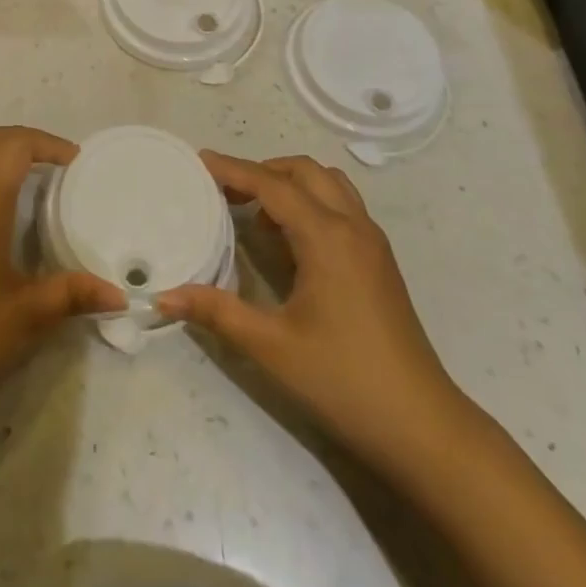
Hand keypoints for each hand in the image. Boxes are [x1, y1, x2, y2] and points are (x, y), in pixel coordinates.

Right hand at [156, 152, 479, 481]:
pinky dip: (311, 202)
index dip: (234, 169)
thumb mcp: (271, 347)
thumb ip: (217, 311)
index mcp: (327, 237)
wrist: (422, 426)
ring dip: (291, 183)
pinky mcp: (380, 261)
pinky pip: (343, 207)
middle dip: (263, 170)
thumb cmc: (343, 380)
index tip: (200, 161)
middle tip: (225, 189)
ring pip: (330, 184)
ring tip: (256, 211)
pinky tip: (289, 241)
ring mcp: (372, 242)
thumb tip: (163, 295)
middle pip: (305, 172)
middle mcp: (353, 226)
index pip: (272, 185)